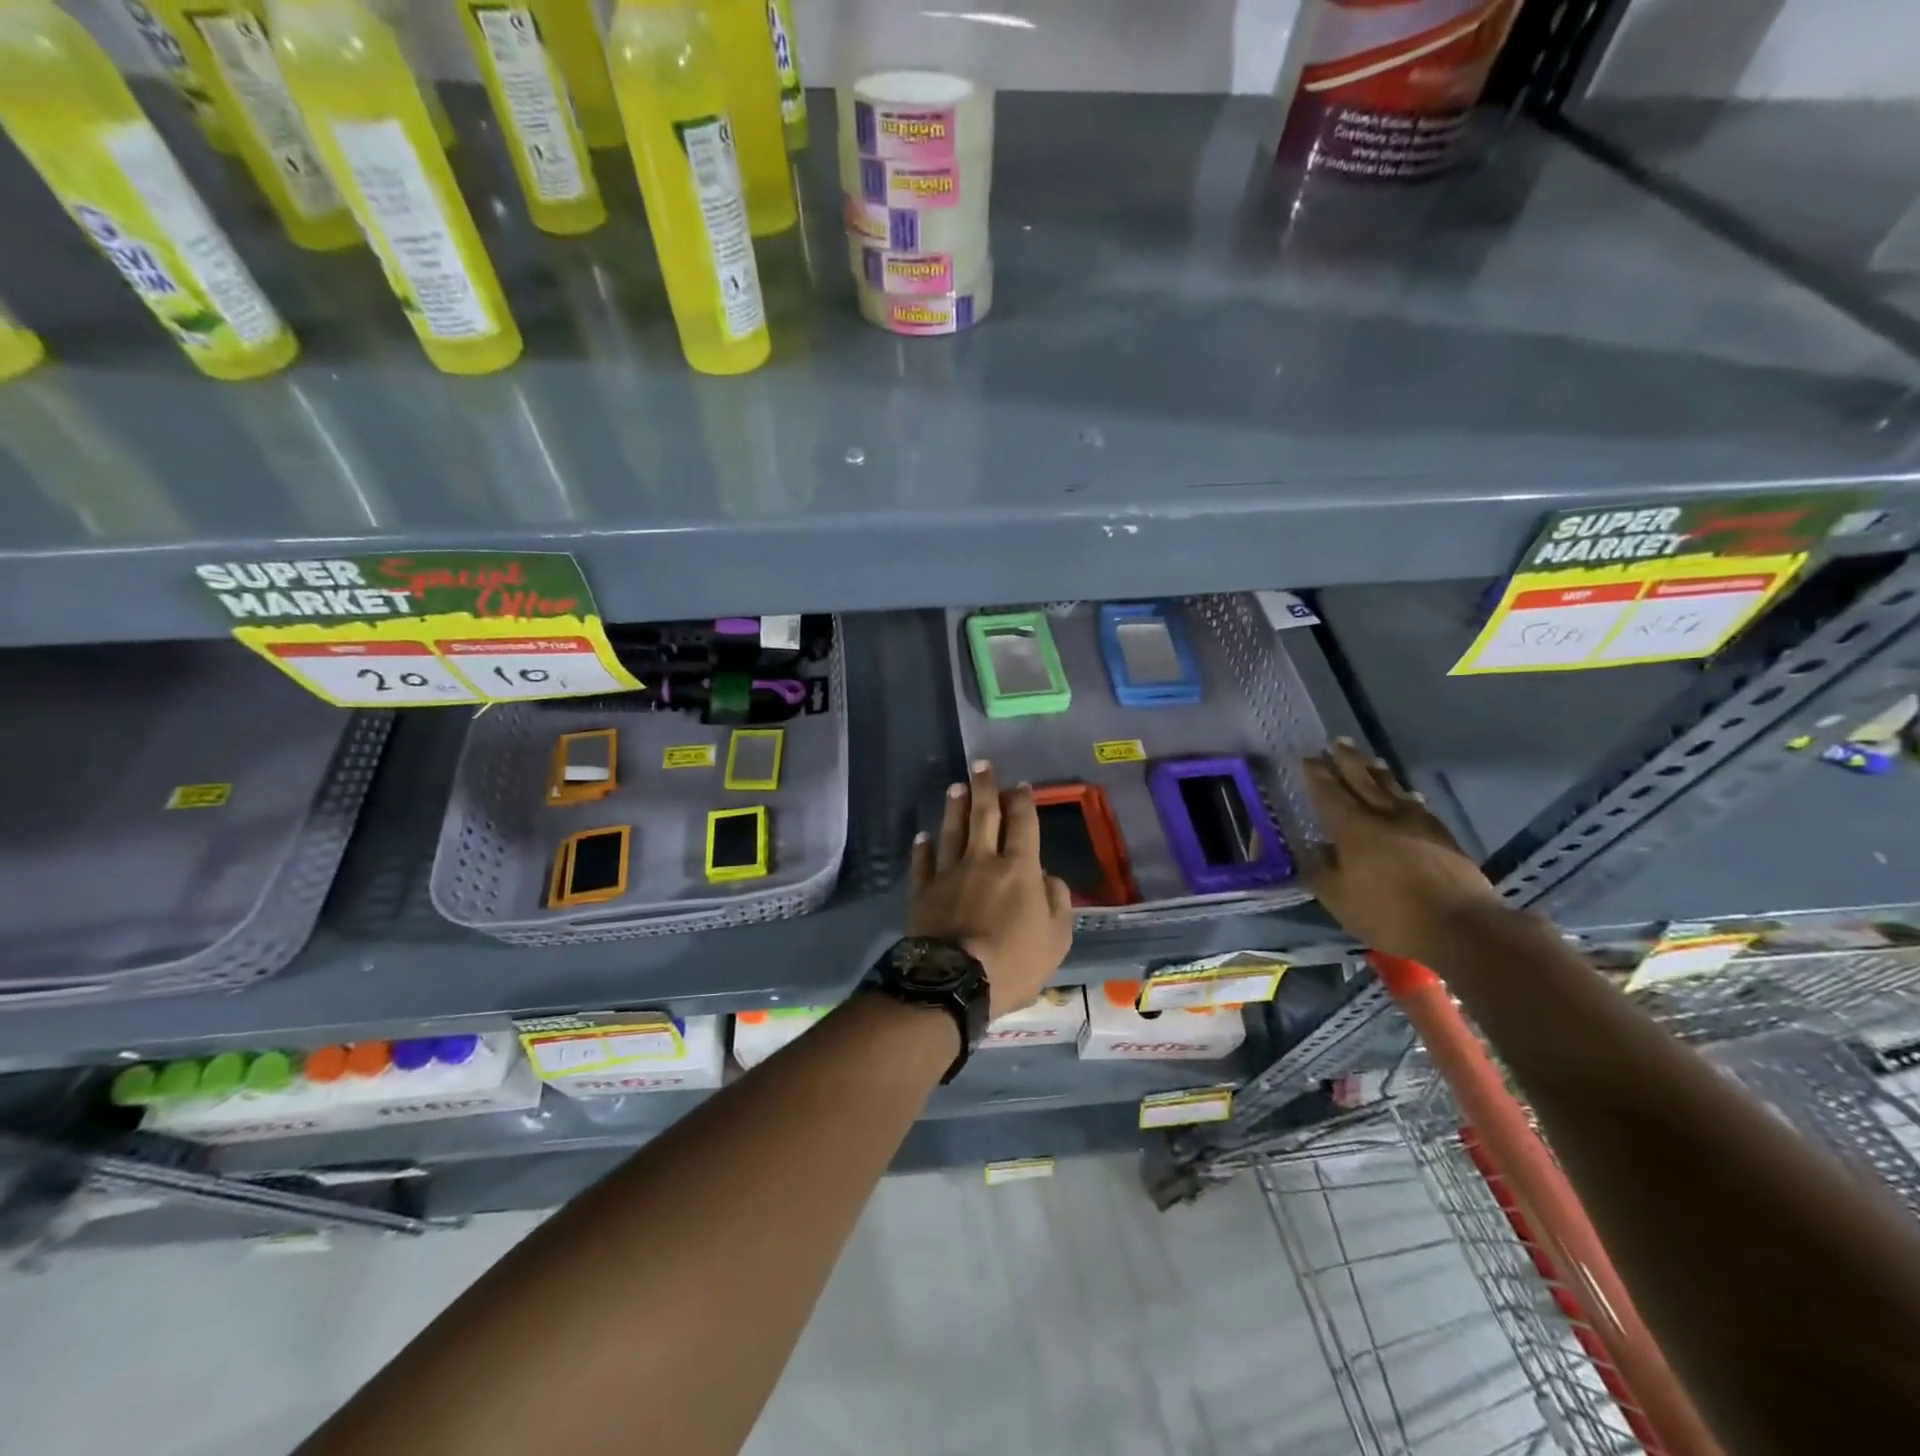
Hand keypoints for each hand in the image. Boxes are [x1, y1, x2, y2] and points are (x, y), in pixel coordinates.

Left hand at [908, 759, 1073, 1018]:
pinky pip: (923, 863)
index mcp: (1019, 869)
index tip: (1021, 786)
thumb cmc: (1014, 962)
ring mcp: (949, 873)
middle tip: (981, 765)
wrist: (955, 981)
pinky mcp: (923, 891)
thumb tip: (1048, 878)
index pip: (1023, 825)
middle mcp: (983, 861)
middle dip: (985, 788)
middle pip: (984, 816)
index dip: (1023, 802)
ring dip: (954, 808)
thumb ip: (1057, 902)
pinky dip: (923, 847)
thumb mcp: (1056, 939)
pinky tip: (923, 836)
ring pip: (952, 831)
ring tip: (956, 787)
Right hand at [1301, 739, 1505, 961]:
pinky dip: (1406, 795)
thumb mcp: (1338, 899)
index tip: (1308, 757)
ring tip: (1371, 760)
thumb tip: (1314, 849)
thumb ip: (1320, 870)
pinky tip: (1408, 795)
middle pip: (1363, 781)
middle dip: (1348, 761)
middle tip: (1338, 742)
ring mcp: (1418, 824)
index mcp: (1353, 828)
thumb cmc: (1389, 913)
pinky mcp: (1443, 837)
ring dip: (1378, 773)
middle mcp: (1384, 817)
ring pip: (1393, 789)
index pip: (1329, 794)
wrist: (1461, 926)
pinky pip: (1417, 806)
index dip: (1317, 775)